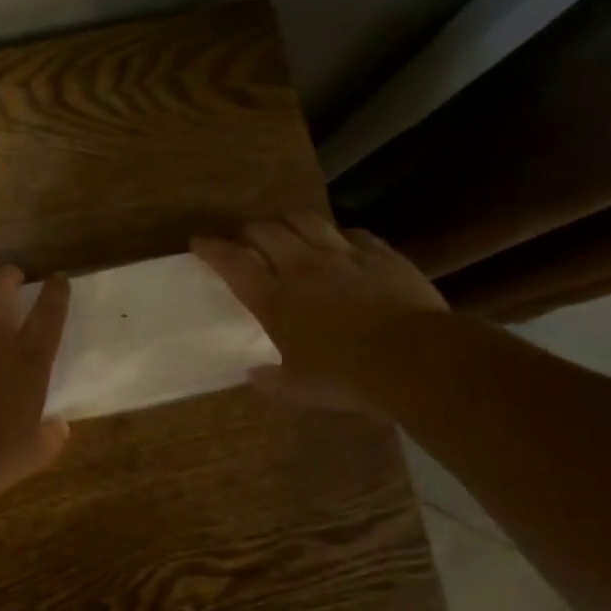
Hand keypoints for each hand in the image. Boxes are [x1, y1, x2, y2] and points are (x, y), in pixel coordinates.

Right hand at [192, 215, 447, 411]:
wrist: (411, 357)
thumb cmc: (344, 376)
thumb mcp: (298, 389)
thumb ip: (271, 380)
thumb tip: (254, 374)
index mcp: (274, 298)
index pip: (232, 262)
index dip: (212, 248)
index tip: (199, 241)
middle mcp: (302, 267)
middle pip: (265, 231)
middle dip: (248, 231)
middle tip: (244, 239)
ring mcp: (343, 255)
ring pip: (306, 221)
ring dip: (288, 222)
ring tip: (285, 230)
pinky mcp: (379, 253)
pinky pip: (352, 232)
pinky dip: (337, 234)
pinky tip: (340, 243)